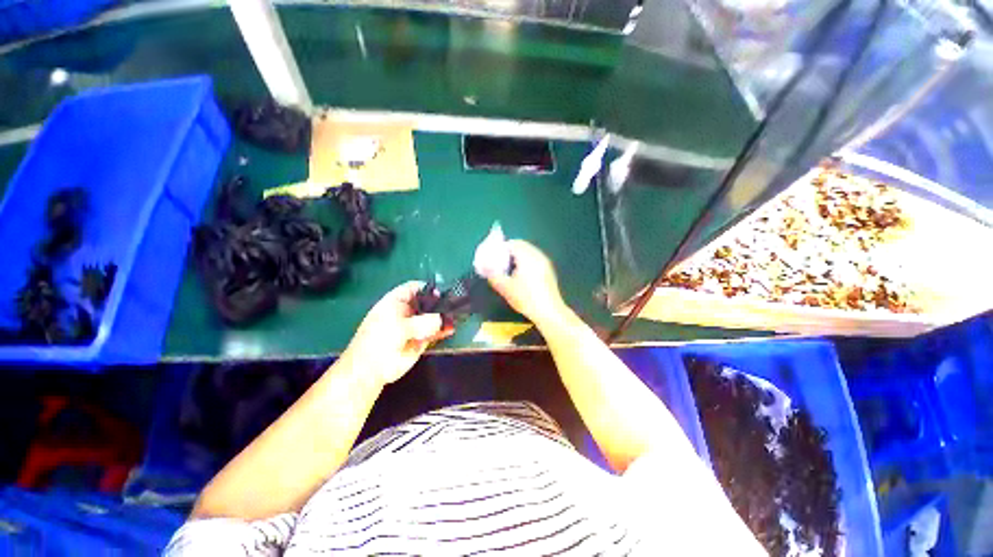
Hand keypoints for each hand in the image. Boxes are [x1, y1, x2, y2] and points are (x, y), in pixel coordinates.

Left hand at [341, 282, 452, 385]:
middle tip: (454, 305)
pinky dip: (443, 330)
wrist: (370, 370)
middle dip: (440, 303)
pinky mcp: (421, 340)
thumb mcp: (400, 327)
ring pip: (433, 317)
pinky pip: (435, 332)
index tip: (441, 293)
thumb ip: (423, 321)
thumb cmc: (379, 341)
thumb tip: (441, 319)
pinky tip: (451, 329)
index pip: (414, 288)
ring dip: (444, 317)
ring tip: (456, 317)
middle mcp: (406, 312)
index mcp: (396, 302)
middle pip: (426, 302)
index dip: (427, 288)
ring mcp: (414, 326)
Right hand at [486, 240, 568, 327]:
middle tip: (499, 262)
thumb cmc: (526, 298)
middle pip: (522, 246)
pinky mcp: (548, 271)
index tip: (493, 256)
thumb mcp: (505, 288)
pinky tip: (521, 275)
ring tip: (509, 269)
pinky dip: (526, 262)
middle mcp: (538, 256)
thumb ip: (493, 275)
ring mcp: (545, 263)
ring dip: (518, 257)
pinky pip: (535, 259)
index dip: (501, 248)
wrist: (549, 312)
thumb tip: (485, 267)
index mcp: (527, 257)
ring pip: (529, 252)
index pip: (513, 243)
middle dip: (509, 252)